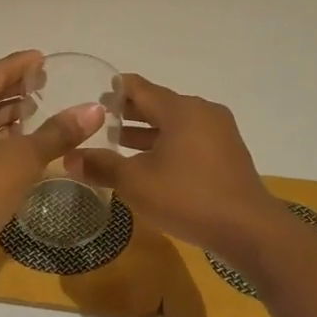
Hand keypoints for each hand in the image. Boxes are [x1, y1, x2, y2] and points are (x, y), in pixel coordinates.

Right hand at [73, 74, 285, 261]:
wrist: (248, 229)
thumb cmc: (188, 198)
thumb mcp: (136, 183)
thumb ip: (101, 166)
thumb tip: (68, 157)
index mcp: (180, 109)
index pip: (139, 87)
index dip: (113, 90)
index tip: (90, 97)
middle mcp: (202, 111)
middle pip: (158, 104)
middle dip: (128, 113)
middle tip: (98, 123)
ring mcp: (220, 132)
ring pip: (175, 123)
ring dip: (148, 132)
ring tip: (118, 144)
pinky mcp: (228, 154)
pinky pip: (190, 139)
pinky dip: (168, 144)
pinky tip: (152, 164)